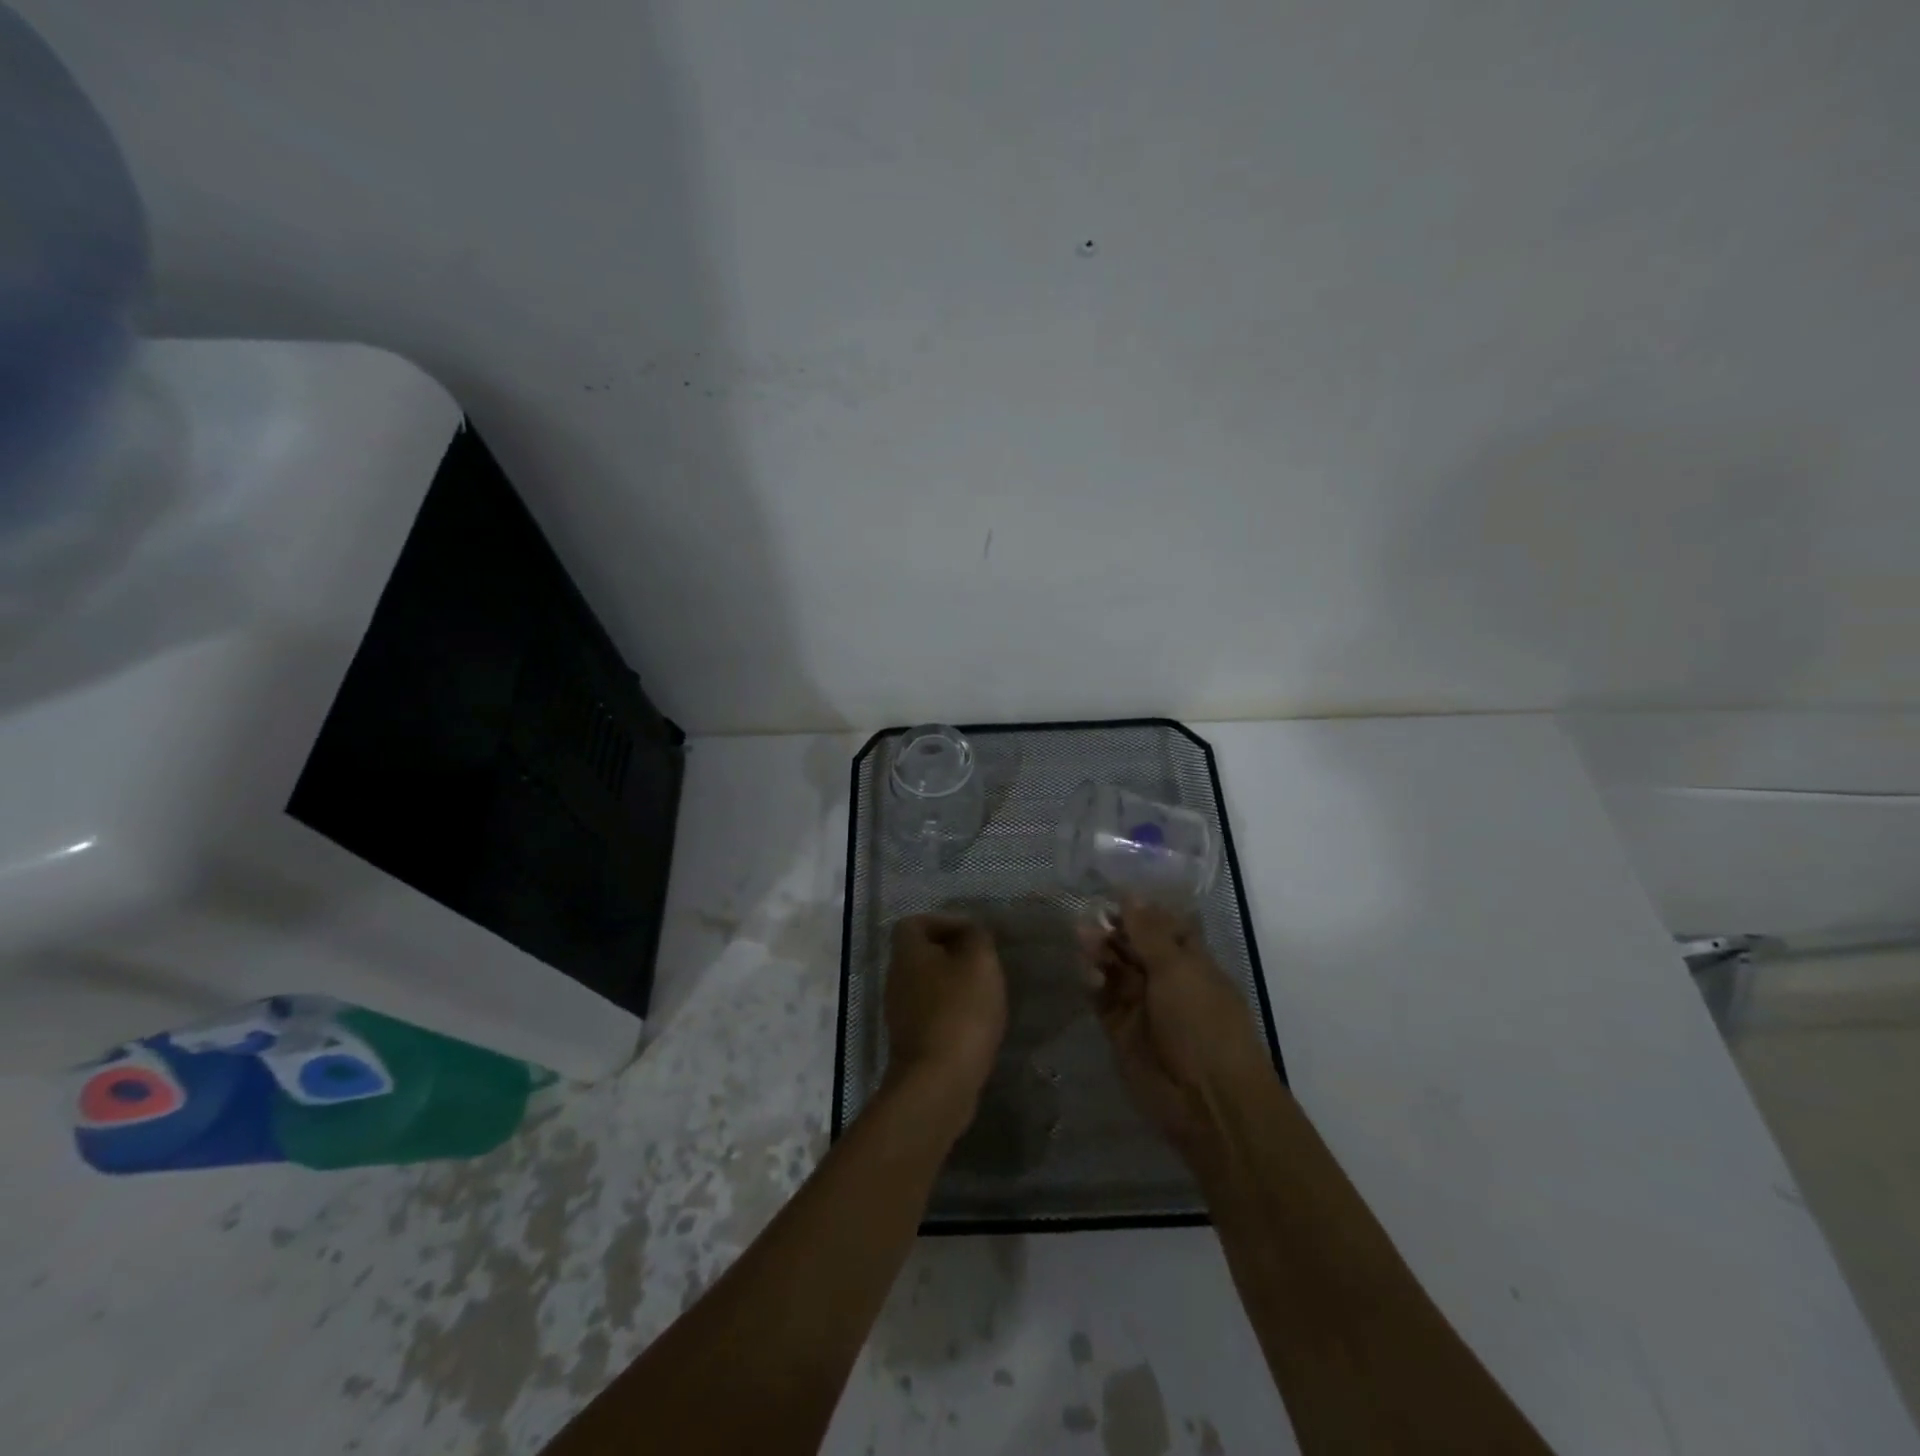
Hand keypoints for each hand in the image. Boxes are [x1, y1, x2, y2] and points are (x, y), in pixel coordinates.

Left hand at [884, 914, 1007, 1115]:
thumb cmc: (959, 1011)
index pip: (914, 923)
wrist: (938, 1082)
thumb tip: (969, 932)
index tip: (972, 936)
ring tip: (984, 995)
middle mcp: (895, 979)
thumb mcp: (979, 962)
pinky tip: (976, 1025)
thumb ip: (976, 937)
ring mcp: (899, 1013)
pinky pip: (931, 1015)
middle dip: (952, 956)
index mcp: (907, 954)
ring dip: (953, 987)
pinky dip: (951, 1014)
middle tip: (983, 965)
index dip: (943, 923)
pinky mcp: (910, 1042)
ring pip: (927, 986)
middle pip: (920, 955)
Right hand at [1084, 899, 1269, 1153]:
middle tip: (1087, 917)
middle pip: (1133, 945)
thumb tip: (1131, 894)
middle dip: (1112, 929)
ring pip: (1114, 969)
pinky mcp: (1119, 1030)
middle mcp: (1166, 980)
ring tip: (1082, 940)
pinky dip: (1092, 983)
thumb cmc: (1203, 1024)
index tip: (1110, 893)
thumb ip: (1150, 932)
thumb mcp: (1179, 970)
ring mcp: (1142, 1006)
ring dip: (1099, 952)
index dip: (1139, 910)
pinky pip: (1101, 998)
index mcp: (1191, 961)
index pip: (1162, 926)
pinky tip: (1087, 974)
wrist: (1206, 1100)